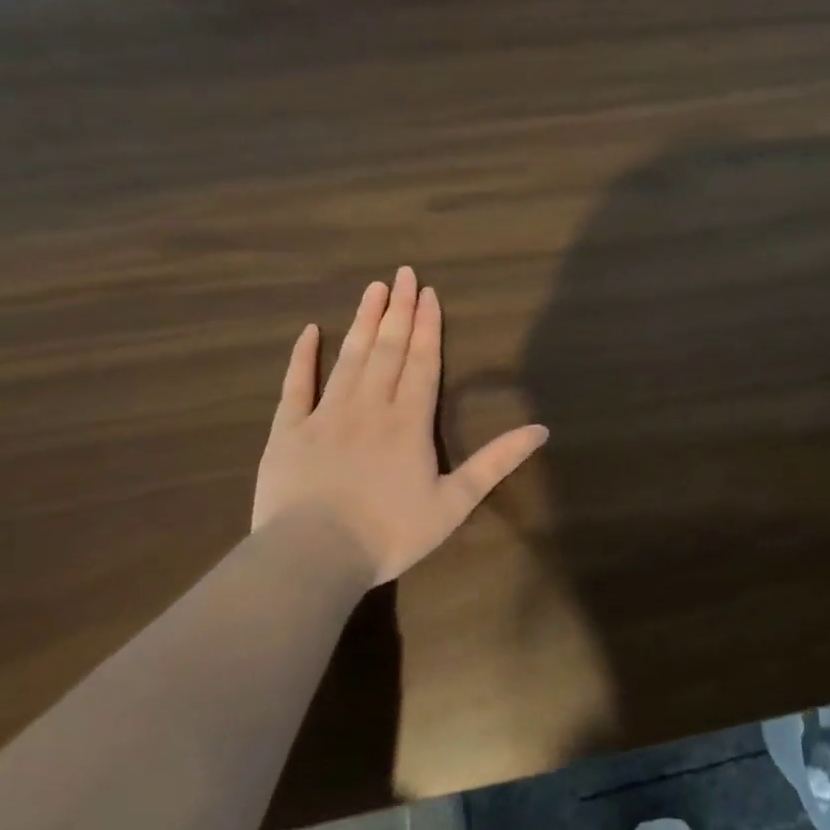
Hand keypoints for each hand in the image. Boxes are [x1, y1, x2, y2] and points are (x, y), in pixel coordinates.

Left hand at [251, 267, 548, 584]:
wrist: (313, 556)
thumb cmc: (390, 533)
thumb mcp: (454, 502)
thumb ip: (496, 462)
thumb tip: (541, 429)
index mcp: (409, 420)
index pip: (422, 361)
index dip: (428, 326)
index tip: (429, 292)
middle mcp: (370, 405)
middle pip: (388, 348)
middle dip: (399, 310)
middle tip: (404, 273)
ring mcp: (326, 414)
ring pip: (349, 357)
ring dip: (363, 321)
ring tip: (373, 288)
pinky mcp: (288, 430)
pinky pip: (296, 385)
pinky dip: (302, 357)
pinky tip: (309, 331)